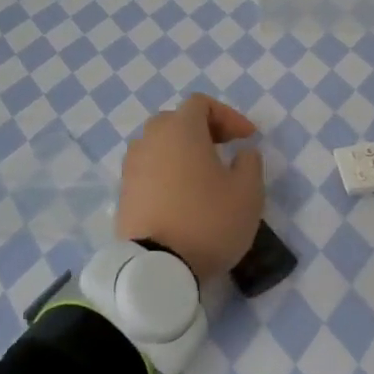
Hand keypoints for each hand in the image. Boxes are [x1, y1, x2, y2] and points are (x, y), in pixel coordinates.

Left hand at [115, 94, 265, 280]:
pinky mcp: (123, 194)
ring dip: (181, 152)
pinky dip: (166, 174)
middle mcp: (150, 140)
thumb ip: (250, 163)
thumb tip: (242, 153)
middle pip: (176, 121)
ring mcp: (132, 167)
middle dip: (202, 130)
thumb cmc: (208, 221)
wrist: (156, 269)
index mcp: (181, 130)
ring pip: (159, 146)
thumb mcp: (248, 192)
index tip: (247, 138)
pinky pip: (148, 170)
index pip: (201, 104)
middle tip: (224, 150)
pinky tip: (182, 198)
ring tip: (202, 175)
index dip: (228, 116)